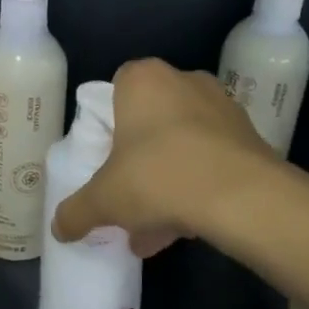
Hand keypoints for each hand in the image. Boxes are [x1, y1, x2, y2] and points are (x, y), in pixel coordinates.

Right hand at [50, 58, 274, 256]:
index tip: (106, 159)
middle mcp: (185, 81)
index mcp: (143, 80)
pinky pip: (211, 159)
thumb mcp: (104, 200)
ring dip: (168, 180)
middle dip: (139, 162)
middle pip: (151, 121)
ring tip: (157, 228)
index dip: (108, 125)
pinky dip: (198, 186)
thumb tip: (58, 229)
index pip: (116, 89)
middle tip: (130, 197)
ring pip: (183, 144)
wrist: (242, 197)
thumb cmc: (158, 177)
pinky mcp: (250, 136)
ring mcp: (222, 106)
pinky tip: (187, 225)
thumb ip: (76, 212)